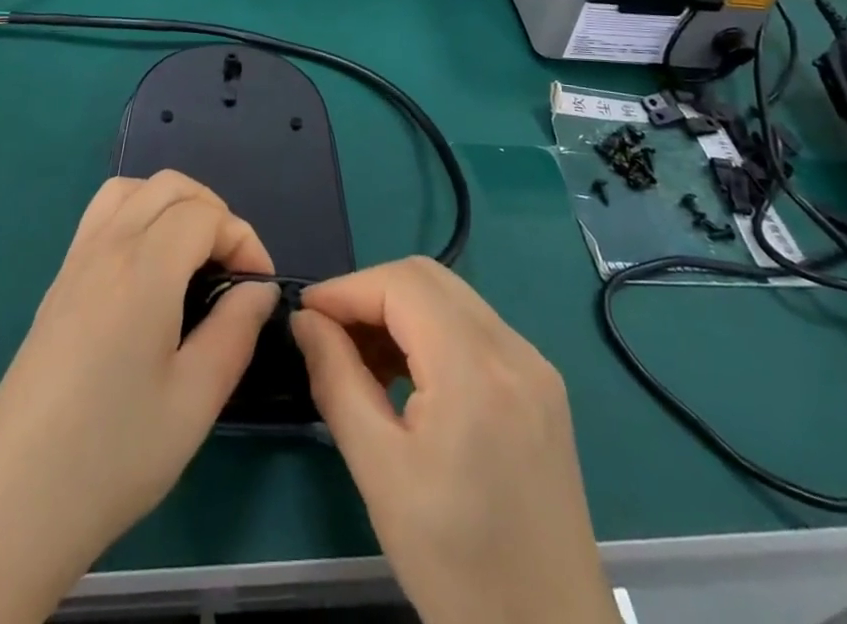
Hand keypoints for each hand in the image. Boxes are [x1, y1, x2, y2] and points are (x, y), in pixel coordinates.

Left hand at [0, 172, 277, 623]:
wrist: (11, 503)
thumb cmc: (112, 454)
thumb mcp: (194, 401)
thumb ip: (235, 331)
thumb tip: (258, 290)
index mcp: (143, 270)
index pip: (205, 215)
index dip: (243, 240)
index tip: (257, 289)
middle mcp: (107, 247)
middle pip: (170, 186)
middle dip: (214, 212)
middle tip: (231, 268)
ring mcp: (76, 260)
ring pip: (131, 189)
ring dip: (172, 203)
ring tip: (193, 255)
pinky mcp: (58, 282)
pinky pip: (102, 213)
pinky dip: (137, 213)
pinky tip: (148, 267)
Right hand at [292, 258, 615, 623]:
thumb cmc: (457, 569)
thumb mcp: (380, 473)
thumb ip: (336, 380)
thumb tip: (305, 320)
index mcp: (477, 370)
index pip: (401, 284)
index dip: (346, 289)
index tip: (304, 315)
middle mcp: (514, 348)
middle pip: (428, 278)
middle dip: (370, 293)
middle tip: (329, 335)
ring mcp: (535, 364)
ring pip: (451, 297)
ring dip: (399, 310)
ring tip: (361, 359)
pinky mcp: (542, 385)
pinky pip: (474, 328)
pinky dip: (431, 332)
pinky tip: (407, 376)